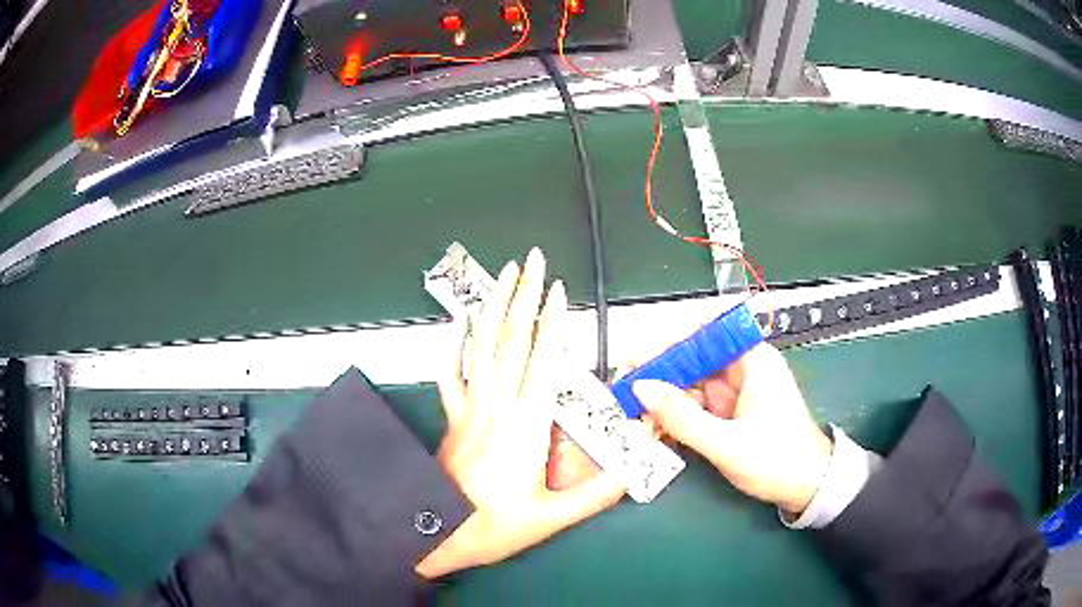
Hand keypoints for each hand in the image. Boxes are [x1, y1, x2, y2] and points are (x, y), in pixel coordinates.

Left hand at [416, 249, 625, 577]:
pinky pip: (449, 373)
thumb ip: (599, 492)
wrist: (437, 533)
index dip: (552, 321)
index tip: (557, 289)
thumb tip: (634, 468)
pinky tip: (457, 321)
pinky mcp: (452, 417)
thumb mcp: (554, 517)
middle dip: (523, 296)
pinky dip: (453, 343)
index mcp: (526, 426)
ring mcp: (469, 408)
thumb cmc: (496, 526)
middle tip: (532, 261)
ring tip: (503, 275)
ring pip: (479, 346)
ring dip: (492, 306)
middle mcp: (496, 407)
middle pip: (511, 340)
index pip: (543, 360)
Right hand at [631, 343, 831, 514]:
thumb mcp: (728, 443)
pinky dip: (674, 416)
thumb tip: (642, 388)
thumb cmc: (779, 461)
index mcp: (753, 361)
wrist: (807, 489)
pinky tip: (654, 427)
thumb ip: (683, 418)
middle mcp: (742, 369)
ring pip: (690, 383)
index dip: (672, 336)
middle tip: (626, 387)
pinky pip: (695, 406)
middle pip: (693, 357)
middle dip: (660, 371)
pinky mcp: (728, 413)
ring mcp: (734, 392)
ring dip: (663, 397)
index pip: (708, 330)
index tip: (640, 354)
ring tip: (634, 413)